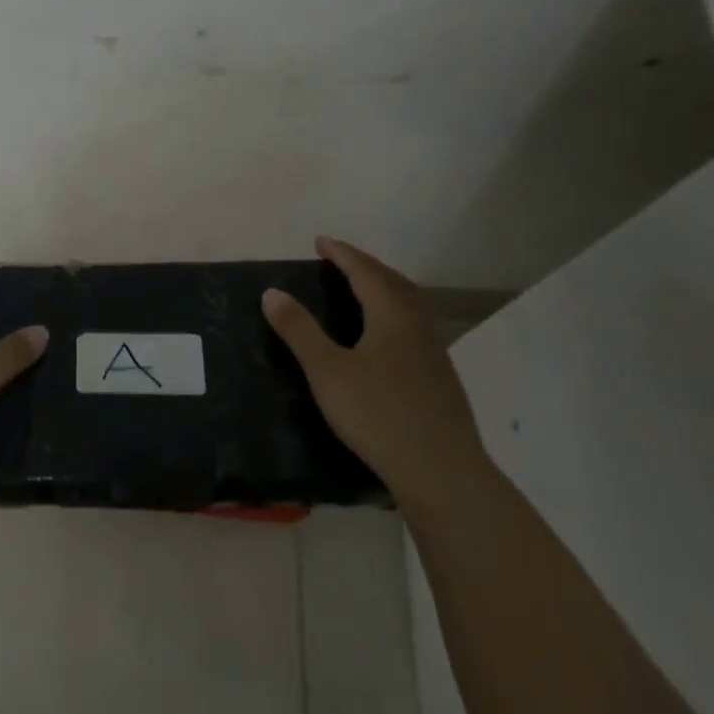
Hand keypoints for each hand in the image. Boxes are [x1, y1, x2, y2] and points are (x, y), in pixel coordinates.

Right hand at [262, 235, 488, 512]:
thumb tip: (272, 291)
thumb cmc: (378, 413)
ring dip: (384, 288)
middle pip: (393, 283)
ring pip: (409, 305)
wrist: (442, 472)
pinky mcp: (439, 379)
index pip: (365, 271)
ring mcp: (434, 353)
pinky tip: (384, 337)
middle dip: (365, 266)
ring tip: (361, 290)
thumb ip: (299, 330)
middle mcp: (417, 325)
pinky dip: (394, 314)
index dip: (342, 254)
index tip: (321, 242)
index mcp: (392, 315)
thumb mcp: (326, 370)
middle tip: (340, 261)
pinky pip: (414, 327)